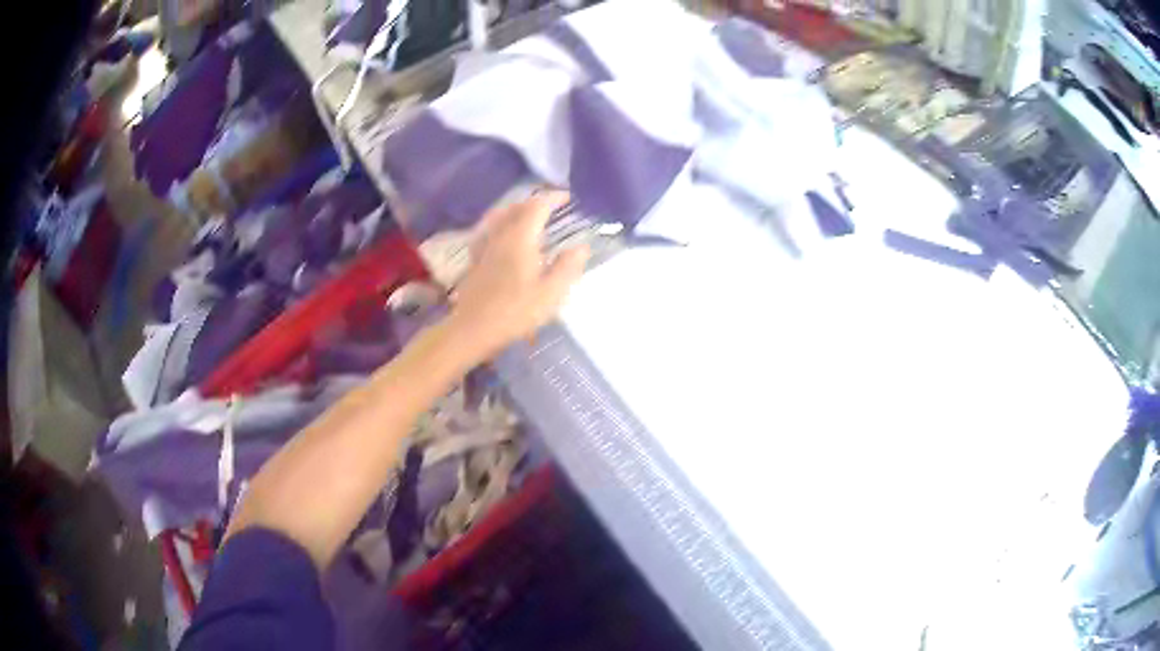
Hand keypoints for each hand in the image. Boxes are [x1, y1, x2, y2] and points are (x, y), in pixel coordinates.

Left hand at [448, 191, 590, 360]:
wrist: (473, 329)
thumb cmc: (515, 312)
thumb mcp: (551, 293)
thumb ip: (568, 267)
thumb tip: (581, 247)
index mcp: (520, 238)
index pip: (537, 206)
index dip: (553, 198)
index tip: (568, 197)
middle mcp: (500, 235)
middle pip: (516, 207)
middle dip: (536, 202)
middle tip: (553, 205)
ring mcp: (484, 246)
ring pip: (499, 216)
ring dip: (516, 209)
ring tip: (529, 214)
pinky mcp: (474, 259)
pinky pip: (487, 230)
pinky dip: (499, 224)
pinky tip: (501, 233)